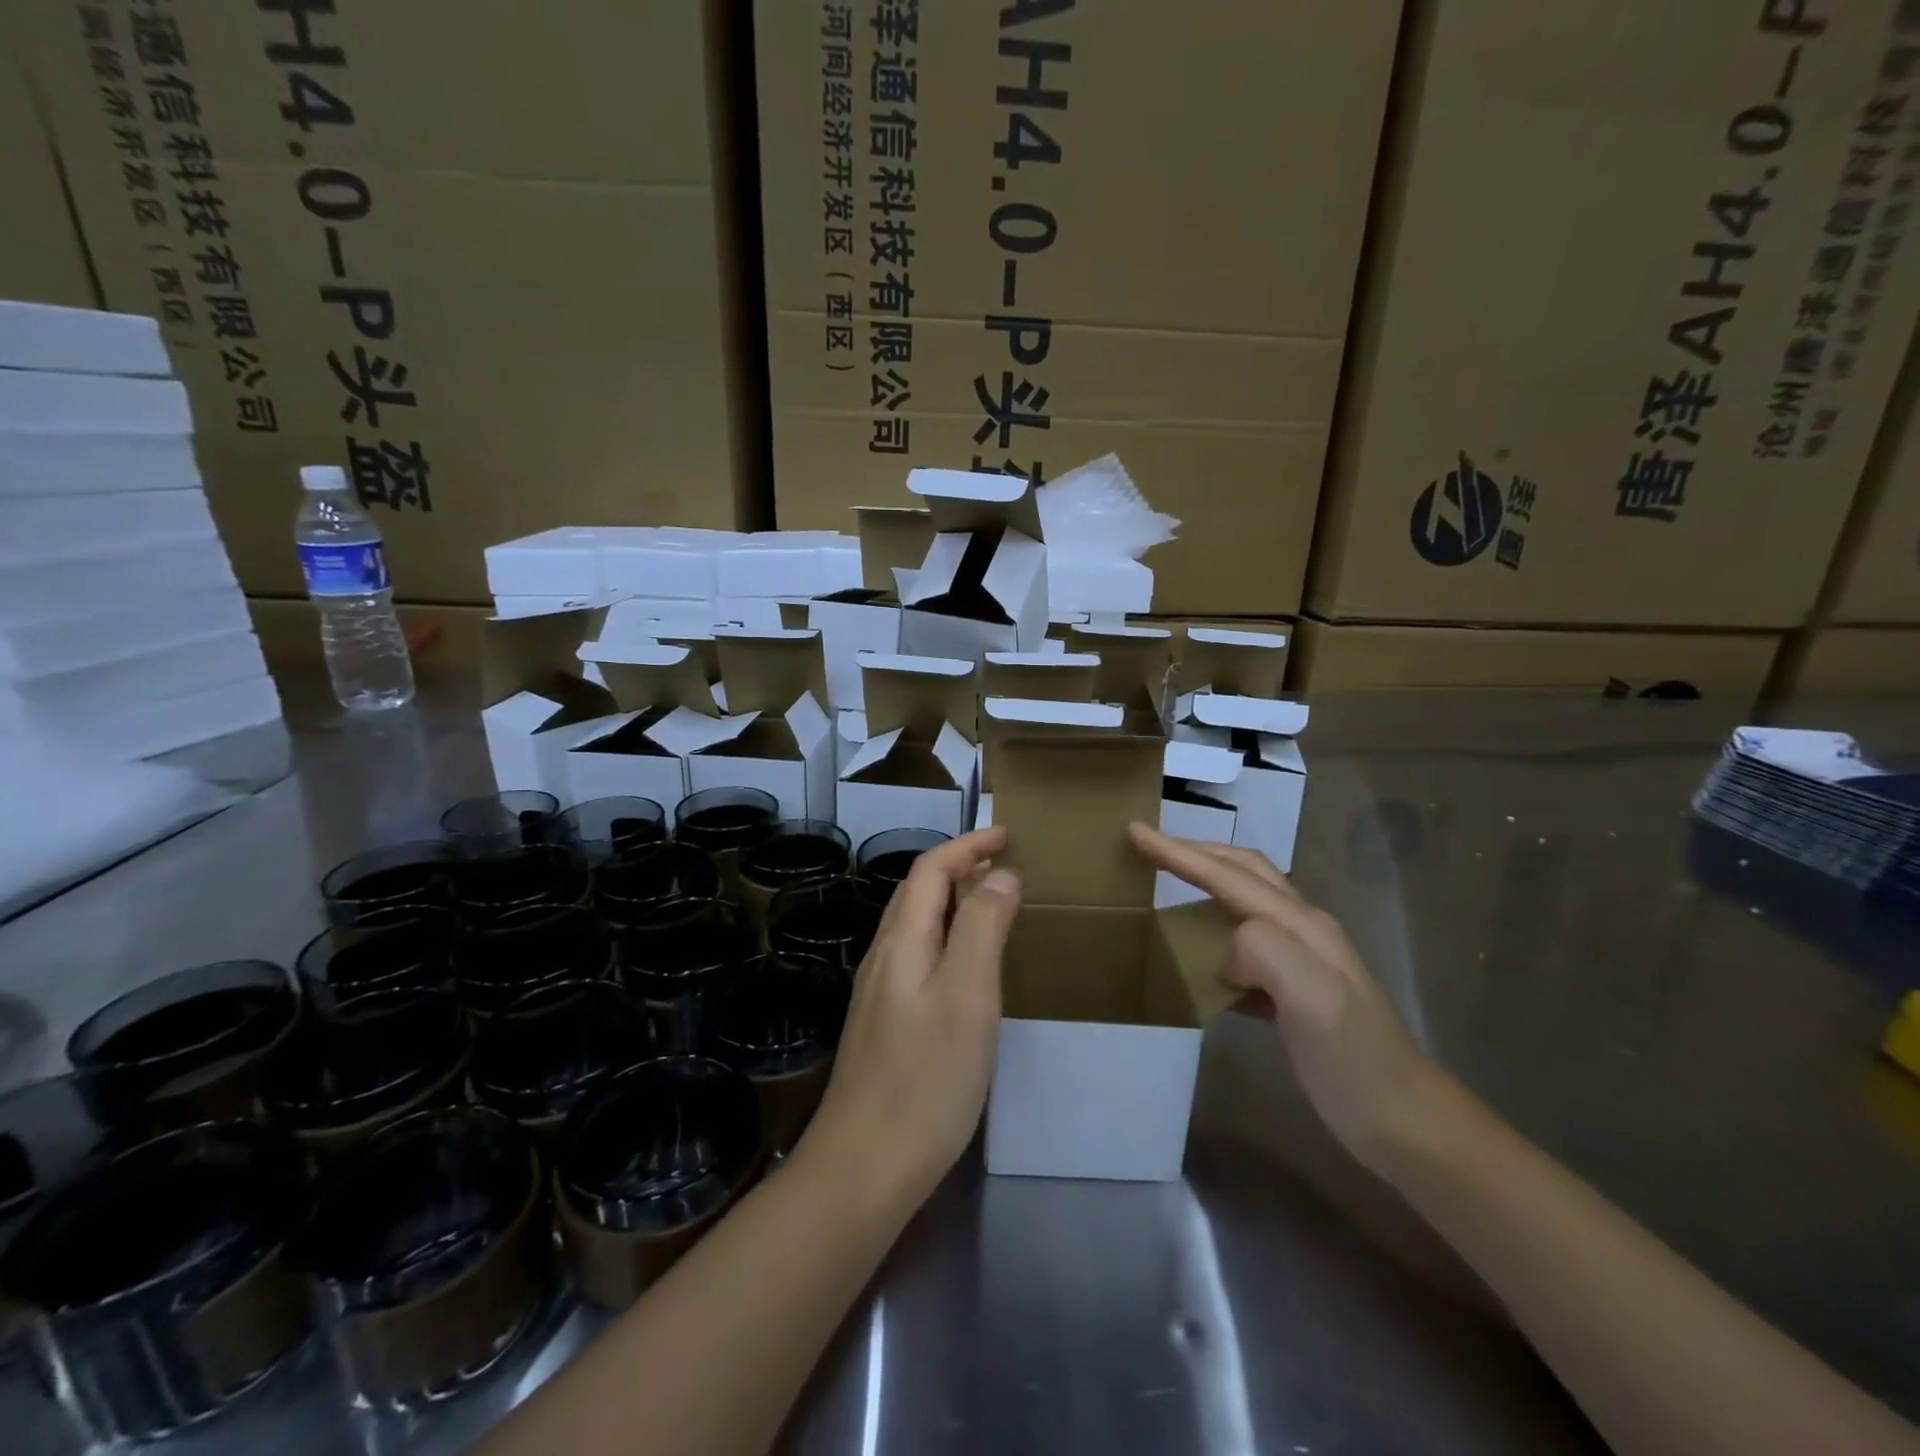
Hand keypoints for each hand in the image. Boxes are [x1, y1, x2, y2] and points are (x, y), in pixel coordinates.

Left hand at [801, 827, 1021, 1207]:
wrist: (864, 1167)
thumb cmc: (926, 1077)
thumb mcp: (968, 994)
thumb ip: (983, 927)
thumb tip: (1001, 876)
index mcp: (902, 942)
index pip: (930, 870)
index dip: (968, 846)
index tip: (1008, 835)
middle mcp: (884, 958)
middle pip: (918, 893)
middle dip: (959, 868)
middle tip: (1005, 866)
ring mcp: (880, 993)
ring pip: (917, 927)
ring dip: (952, 903)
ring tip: (992, 905)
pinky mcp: (885, 1025)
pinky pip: (918, 958)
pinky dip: (947, 939)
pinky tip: (967, 968)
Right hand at [1129, 823, 1443, 1167]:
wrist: (1402, 1121)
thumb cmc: (1352, 1060)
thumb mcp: (1312, 998)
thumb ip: (1265, 951)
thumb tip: (1225, 950)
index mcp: (1301, 924)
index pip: (1230, 875)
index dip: (1180, 853)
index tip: (1135, 831)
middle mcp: (1303, 929)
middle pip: (1243, 871)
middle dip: (1195, 852)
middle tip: (1148, 845)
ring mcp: (1303, 959)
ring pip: (1245, 903)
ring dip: (1206, 883)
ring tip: (1167, 886)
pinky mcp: (1296, 990)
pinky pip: (1246, 945)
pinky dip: (1215, 931)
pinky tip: (1199, 954)